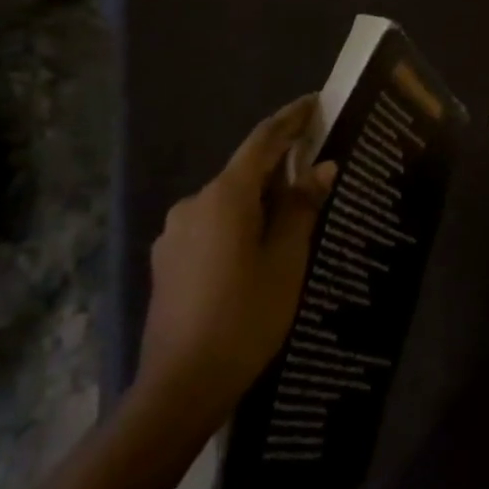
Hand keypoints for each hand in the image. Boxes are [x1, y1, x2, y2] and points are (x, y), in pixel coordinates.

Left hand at [139, 97, 334, 413]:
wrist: (181, 385)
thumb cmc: (245, 317)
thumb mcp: (286, 261)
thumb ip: (301, 208)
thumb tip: (321, 168)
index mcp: (225, 196)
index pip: (262, 141)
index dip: (290, 119)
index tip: (315, 102)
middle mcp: (193, 204)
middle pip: (244, 172)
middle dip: (279, 166)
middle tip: (316, 170)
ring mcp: (174, 233)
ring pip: (227, 201)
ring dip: (259, 200)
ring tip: (292, 219)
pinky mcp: (167, 260)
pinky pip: (211, 225)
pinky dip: (238, 224)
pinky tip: (256, 251)